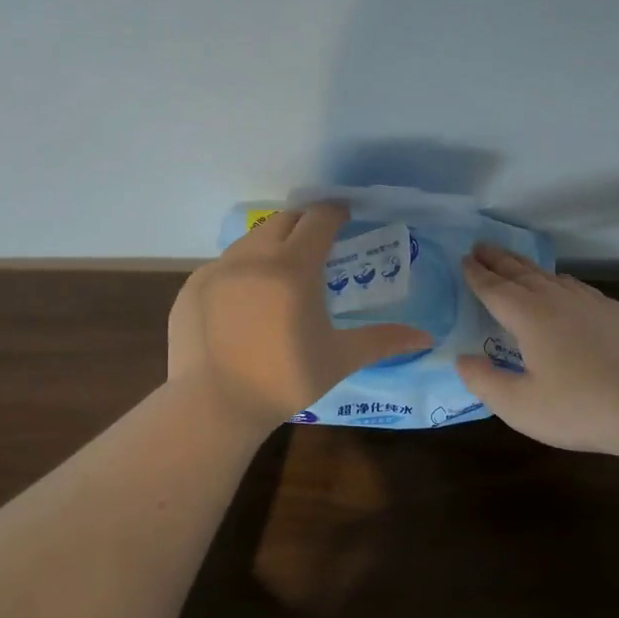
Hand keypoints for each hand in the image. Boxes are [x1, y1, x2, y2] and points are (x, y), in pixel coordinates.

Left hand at [168, 204, 433, 424]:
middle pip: (284, 220)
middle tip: (317, 244)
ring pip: (250, 240)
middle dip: (304, 224)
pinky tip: (244, 300)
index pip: (319, 219)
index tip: (346, 217)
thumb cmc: (284, 379)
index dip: (336, 213)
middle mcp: (254, 256)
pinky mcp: (192, 287)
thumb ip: (382, 340)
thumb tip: (426, 337)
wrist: (213, 405)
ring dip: (271, 244)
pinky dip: (240, 270)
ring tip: (281, 271)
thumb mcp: (339, 358)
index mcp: (294, 265)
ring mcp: (218, 269)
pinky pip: (222, 265)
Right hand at [455, 244, 618, 456]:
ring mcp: (590, 303)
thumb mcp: (520, 406)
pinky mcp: (616, 313)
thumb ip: (484, 382)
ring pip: (549, 276)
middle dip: (497, 260)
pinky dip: (558, 279)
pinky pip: (576, 286)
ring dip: (525, 266)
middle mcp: (556, 300)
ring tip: (513, 261)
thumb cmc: (580, 408)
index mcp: (529, 317)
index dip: (477, 275)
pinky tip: (562, 284)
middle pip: (520, 273)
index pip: (495, 289)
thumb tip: (461, 359)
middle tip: (479, 247)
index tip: (463, 260)